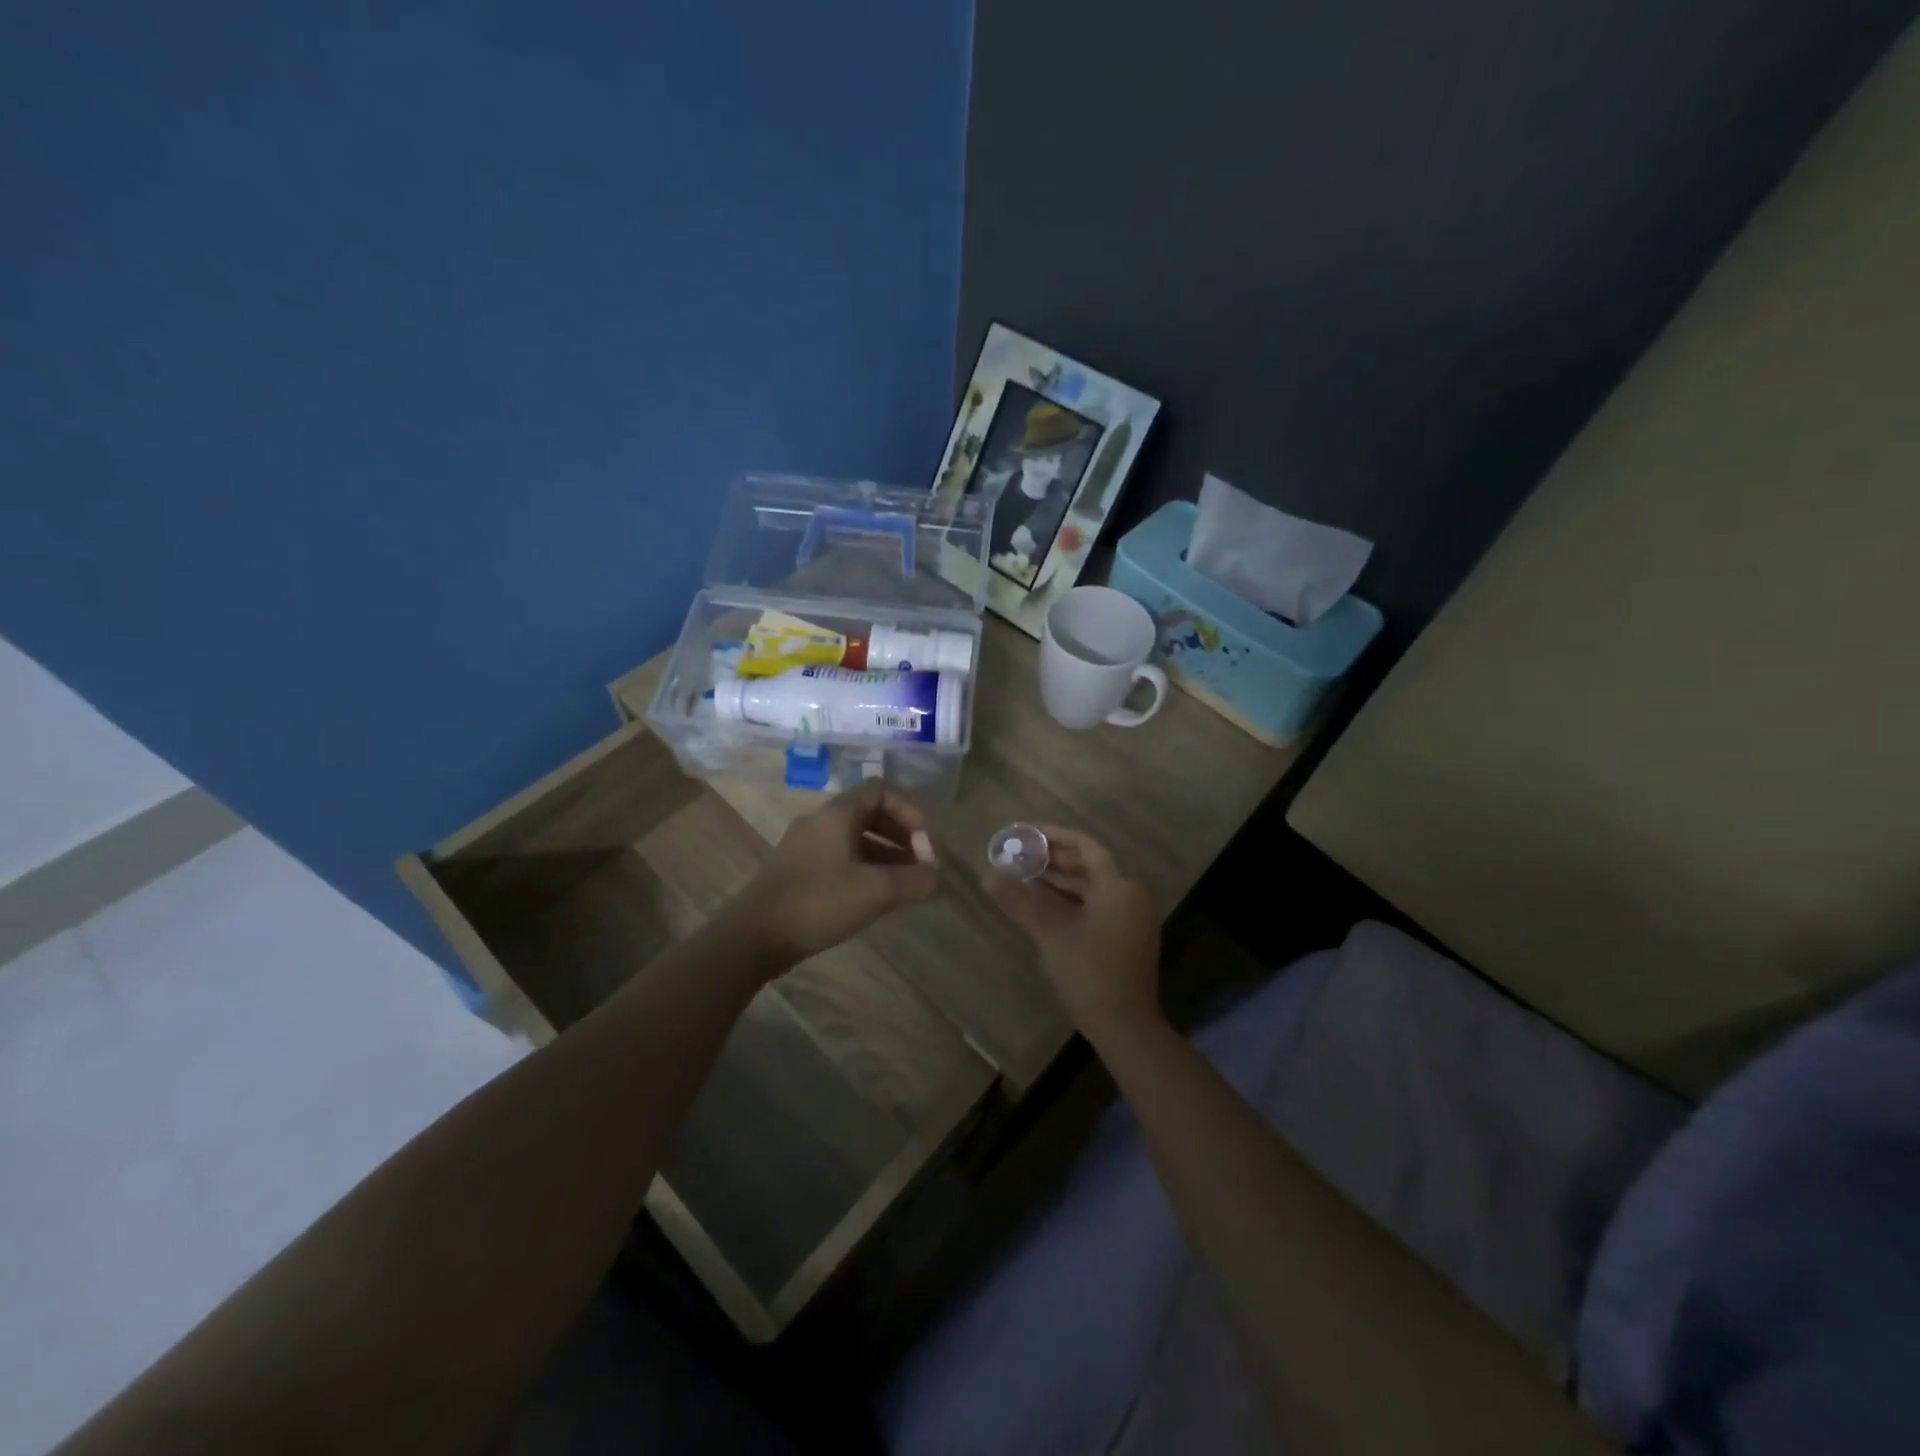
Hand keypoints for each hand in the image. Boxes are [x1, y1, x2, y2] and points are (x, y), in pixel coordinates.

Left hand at [737, 780, 940, 966]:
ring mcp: (804, 846)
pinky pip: (839, 857)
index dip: (910, 810)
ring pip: (854, 837)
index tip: (927, 841)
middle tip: (921, 862)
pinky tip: (875, 896)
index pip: (881, 790)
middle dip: (901, 834)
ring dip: (884, 853)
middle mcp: (819, 821)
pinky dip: (864, 867)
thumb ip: (915, 881)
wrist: (753, 936)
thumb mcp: (875, 891)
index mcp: (837, 814)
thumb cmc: (818, 903)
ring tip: (905, 882)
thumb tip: (940, 877)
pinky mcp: (796, 870)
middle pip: (869, 812)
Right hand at [983, 826, 1162, 1041]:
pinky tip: (1045, 905)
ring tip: (1027, 877)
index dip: (1058, 837)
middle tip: (1022, 855)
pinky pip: (1099, 904)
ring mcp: (1132, 917)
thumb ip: (1019, 901)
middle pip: (1091, 866)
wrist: (1125, 1026)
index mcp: (1120, 885)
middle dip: (1057, 860)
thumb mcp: (1050, 934)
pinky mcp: (1128, 936)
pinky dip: (1073, 900)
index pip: (1088, 847)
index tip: (1029, 833)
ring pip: (1094, 887)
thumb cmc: (1089, 972)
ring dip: (1063, 881)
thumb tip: (987, 876)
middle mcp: (1132, 895)